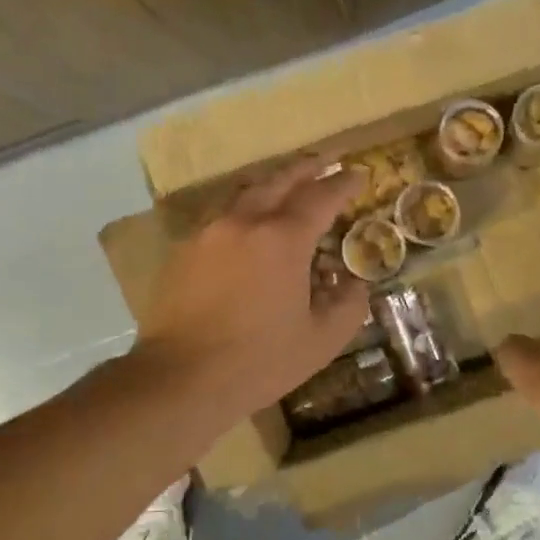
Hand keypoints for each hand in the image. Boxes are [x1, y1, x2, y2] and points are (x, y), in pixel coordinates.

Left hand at [135, 157, 369, 420]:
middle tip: (327, 160)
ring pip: (244, 192)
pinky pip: (220, 214)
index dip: (343, 184)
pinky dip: (244, 206)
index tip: (359, 174)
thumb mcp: (321, 341)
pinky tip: (248, 222)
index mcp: (282, 239)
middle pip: (279, 180)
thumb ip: (348, 306)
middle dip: (307, 167)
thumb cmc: (258, 361)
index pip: (320, 198)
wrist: (181, 378)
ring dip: (272, 182)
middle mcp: (243, 222)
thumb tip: (354, 283)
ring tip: (288, 183)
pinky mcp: (184, 250)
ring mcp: (208, 233)